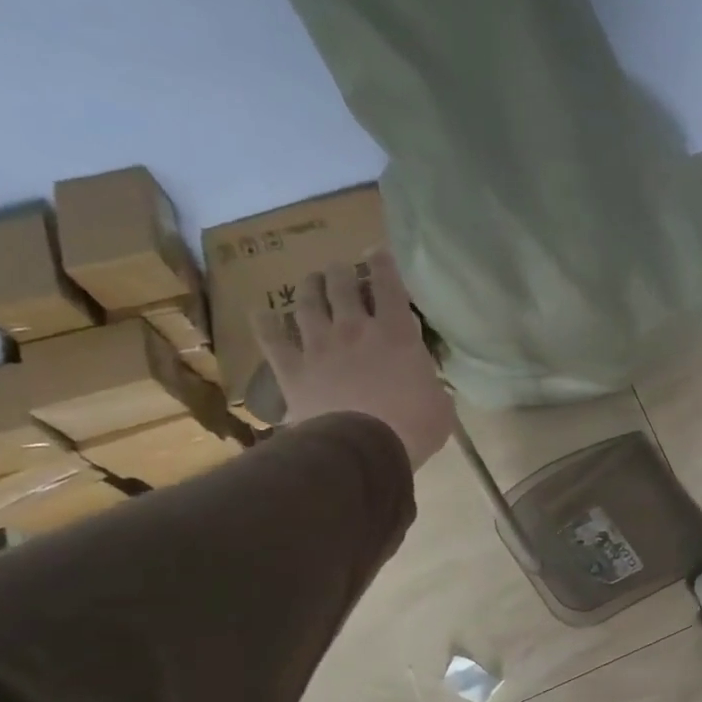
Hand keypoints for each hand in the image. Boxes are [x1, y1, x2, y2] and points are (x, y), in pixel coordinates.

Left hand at [252, 253, 453, 469]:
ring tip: (311, 280)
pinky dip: (265, 324)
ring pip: (308, 304)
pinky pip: (272, 340)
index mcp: (397, 335)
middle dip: (342, 273)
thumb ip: (431, 383)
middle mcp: (355, 330)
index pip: (389, 287)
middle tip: (341, 268)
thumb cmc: (414, 427)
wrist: (362, 449)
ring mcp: (319, 347)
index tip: (378, 252)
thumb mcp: (440, 404)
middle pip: (343, 287)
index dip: (383, 265)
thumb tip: (428, 380)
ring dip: (310, 288)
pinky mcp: (292, 369)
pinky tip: (261, 314)